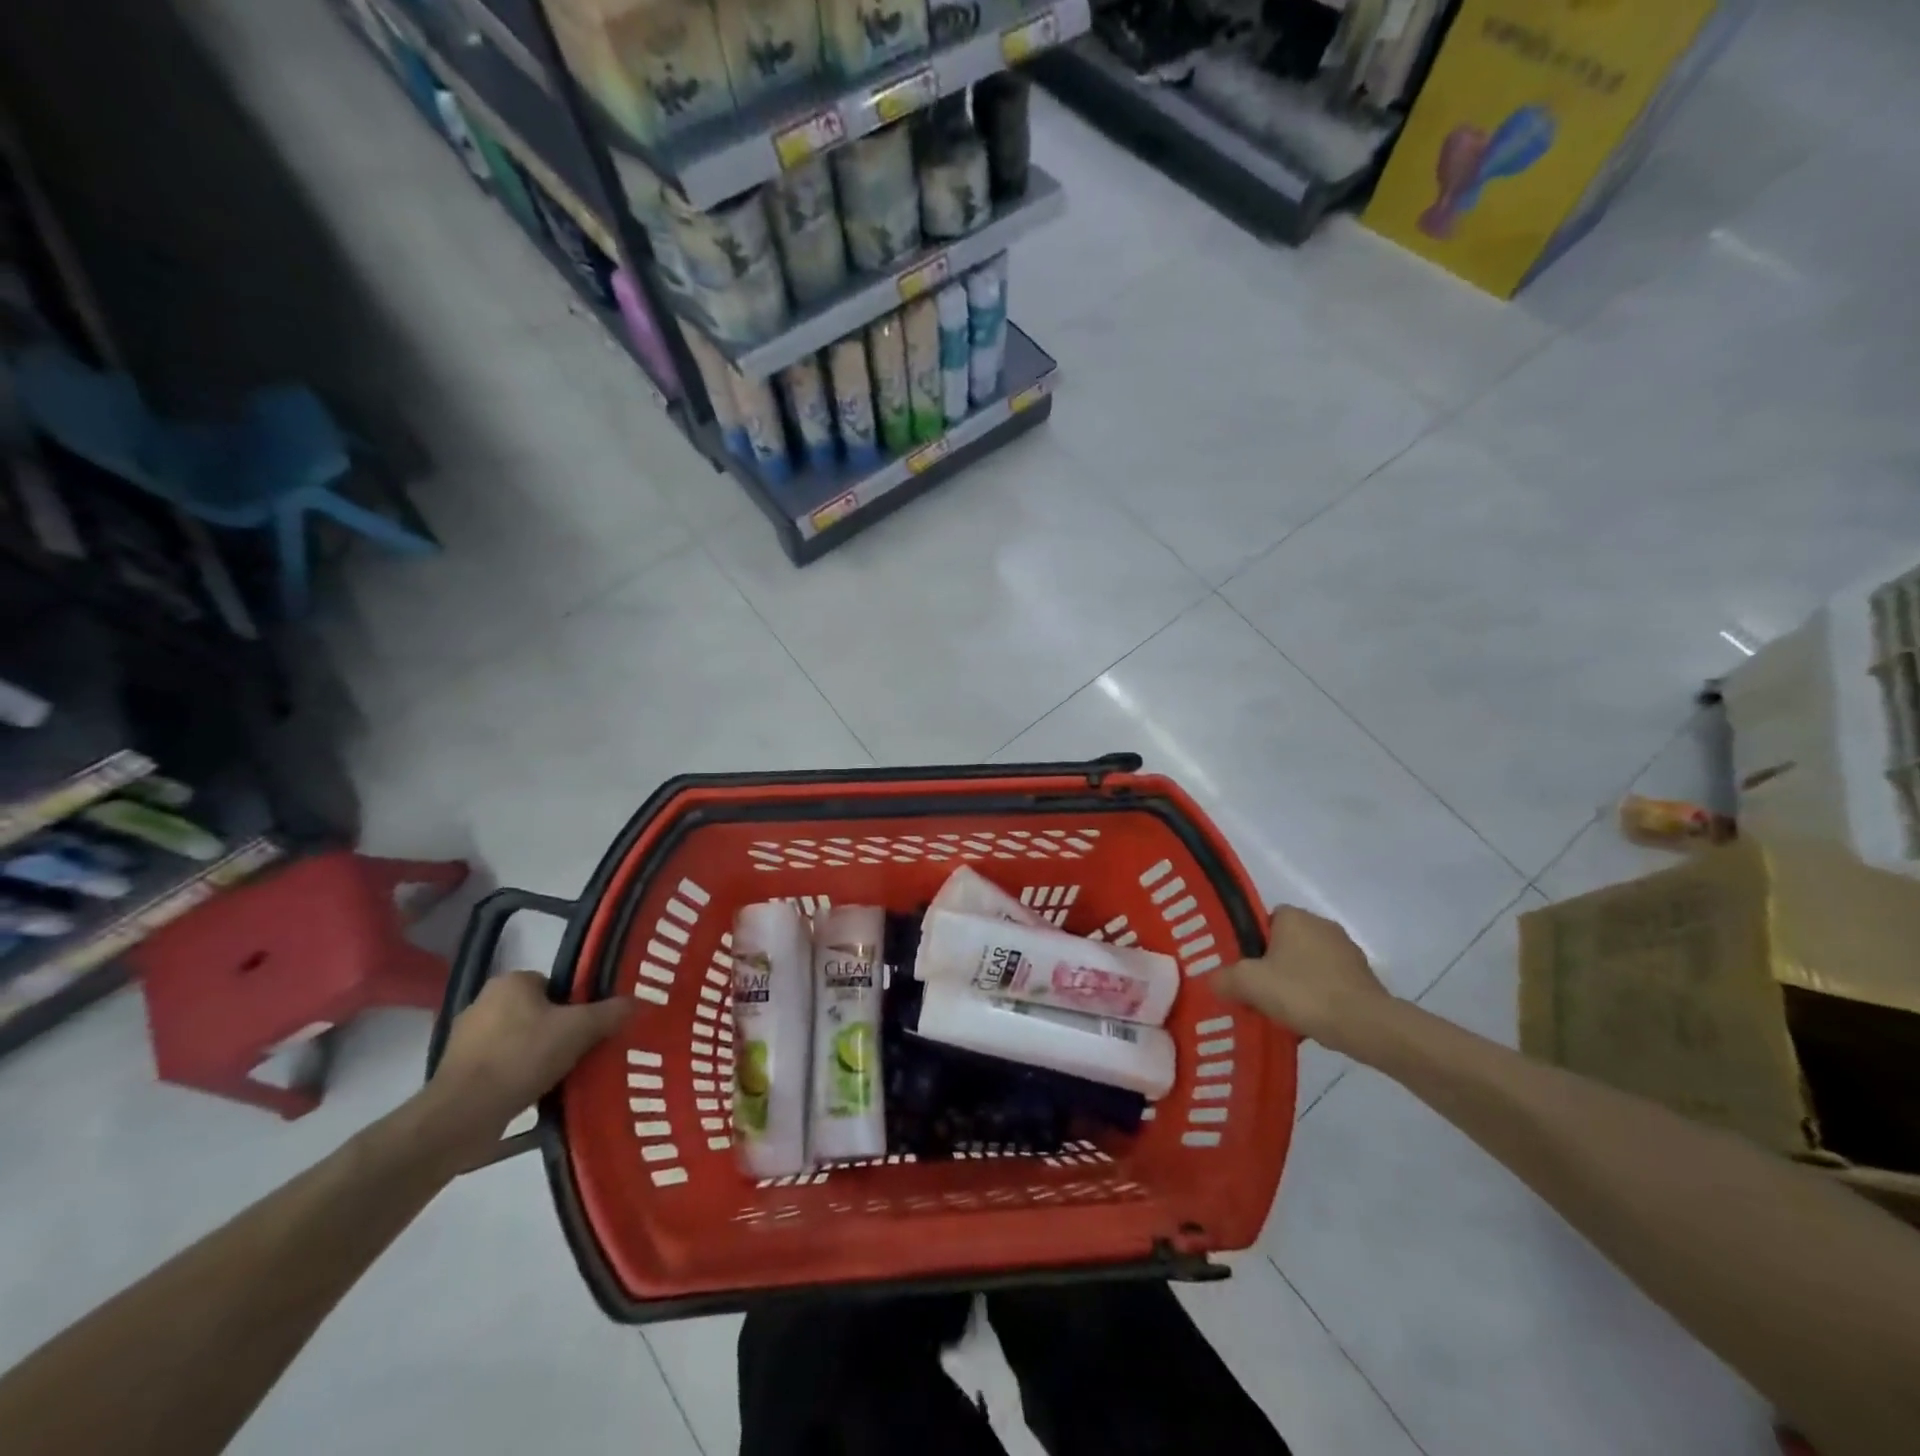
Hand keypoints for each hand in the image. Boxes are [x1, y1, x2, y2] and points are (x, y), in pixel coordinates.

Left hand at [422, 972, 633, 1161]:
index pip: (555, 984)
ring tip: (561, 1075)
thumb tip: (637, 1002)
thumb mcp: (580, 1030)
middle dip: (558, 1030)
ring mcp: (465, 1037)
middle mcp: (484, 1001)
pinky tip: (534, 1092)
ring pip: (519, 1039)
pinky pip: (500, 1065)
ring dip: (537, 1054)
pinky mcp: (455, 1071)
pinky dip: (517, 1075)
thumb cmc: (523, 1057)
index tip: (589, 1028)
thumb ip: (610, 1012)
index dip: (576, 1005)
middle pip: (538, 1011)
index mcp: (511, 981)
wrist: (462, 1115)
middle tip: (582, 1051)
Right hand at [1214, 906, 1389, 1050]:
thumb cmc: (1303, 993)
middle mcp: (1322, 925)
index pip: (1264, 920)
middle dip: (1273, 965)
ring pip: (1308, 964)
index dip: (1251, 943)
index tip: (1245, 969)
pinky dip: (1318, 996)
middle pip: (1285, 943)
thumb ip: (1224, 978)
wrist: (1365, 1025)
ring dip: (1296, 982)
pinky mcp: (1363, 977)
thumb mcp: (1248, 984)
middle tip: (1257, 991)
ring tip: (1282, 1011)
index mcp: (1294, 916)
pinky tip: (1309, 1020)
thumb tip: (1213, 981)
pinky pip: (1329, 982)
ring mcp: (1347, 951)